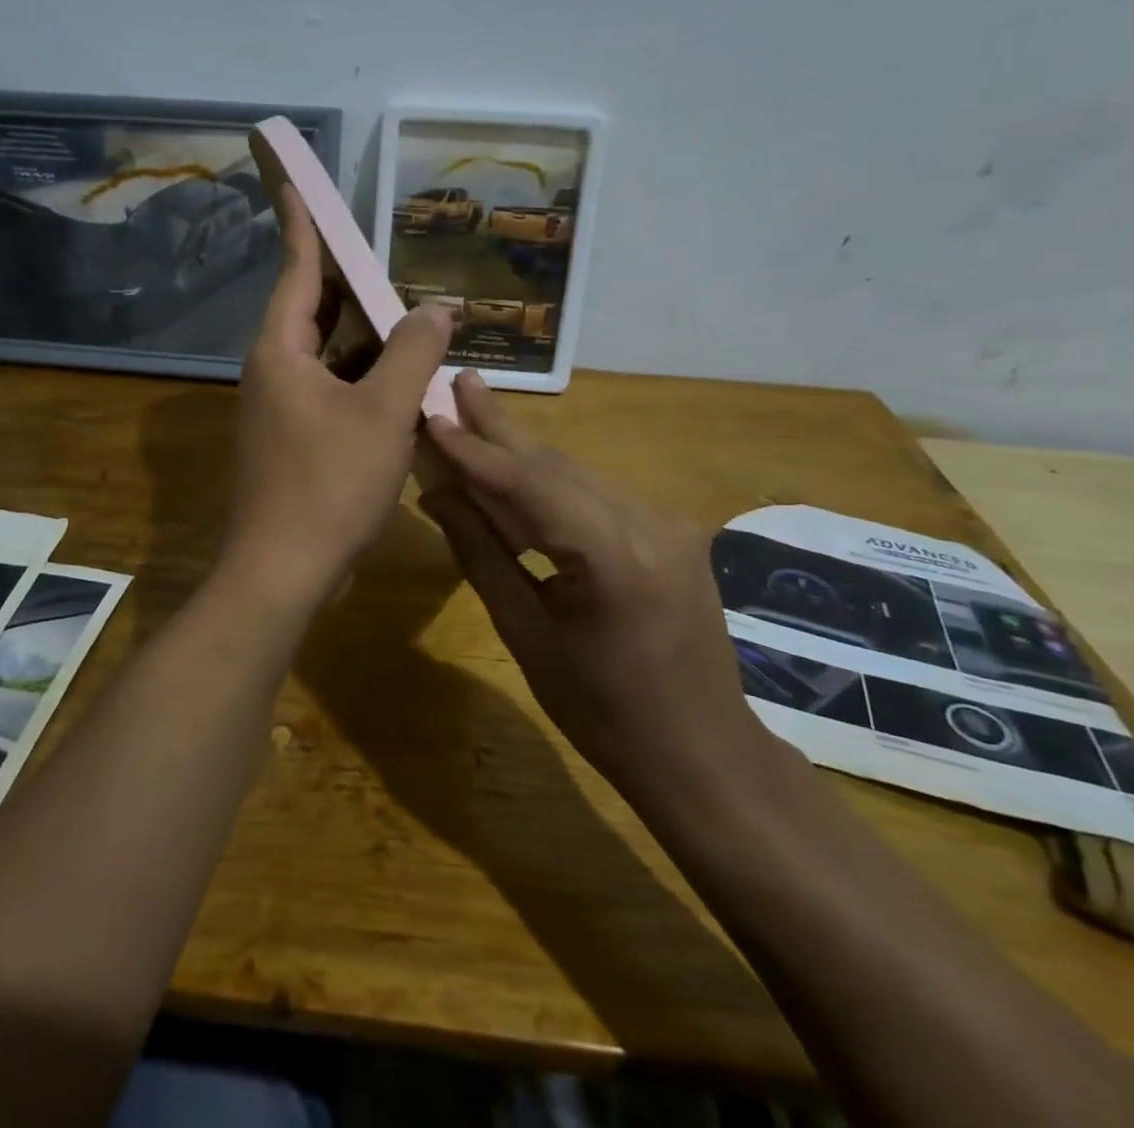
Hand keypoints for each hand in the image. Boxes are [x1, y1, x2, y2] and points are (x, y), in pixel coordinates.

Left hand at [223, 187, 454, 607]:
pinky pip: (332, 394)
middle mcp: (273, 373)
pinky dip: (365, 383)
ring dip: (368, 342)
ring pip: (328, 358)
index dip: (302, 224)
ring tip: (413, 322)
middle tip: (393, 265)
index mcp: (281, 352)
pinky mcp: (294, 444)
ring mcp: (281, 411)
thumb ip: (413, 352)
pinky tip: (403, 386)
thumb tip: (438, 307)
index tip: (295, 182)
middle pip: (314, 312)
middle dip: (354, 288)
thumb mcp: (385, 412)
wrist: (284, 572)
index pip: (297, 270)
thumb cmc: (329, 484)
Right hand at [420, 372, 761, 790]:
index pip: (528, 485)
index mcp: (614, 556)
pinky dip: (551, 484)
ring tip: (475, 413)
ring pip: (576, 476)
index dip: (474, 451)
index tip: (432, 416)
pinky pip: (596, 496)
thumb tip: (439, 494)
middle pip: (556, 465)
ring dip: (522, 453)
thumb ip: (482, 554)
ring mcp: (667, 522)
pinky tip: (517, 470)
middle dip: (500, 426)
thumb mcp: (528, 636)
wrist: (701, 752)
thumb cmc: (602, 711)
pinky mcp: (671, 530)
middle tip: (460, 381)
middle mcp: (649, 522)